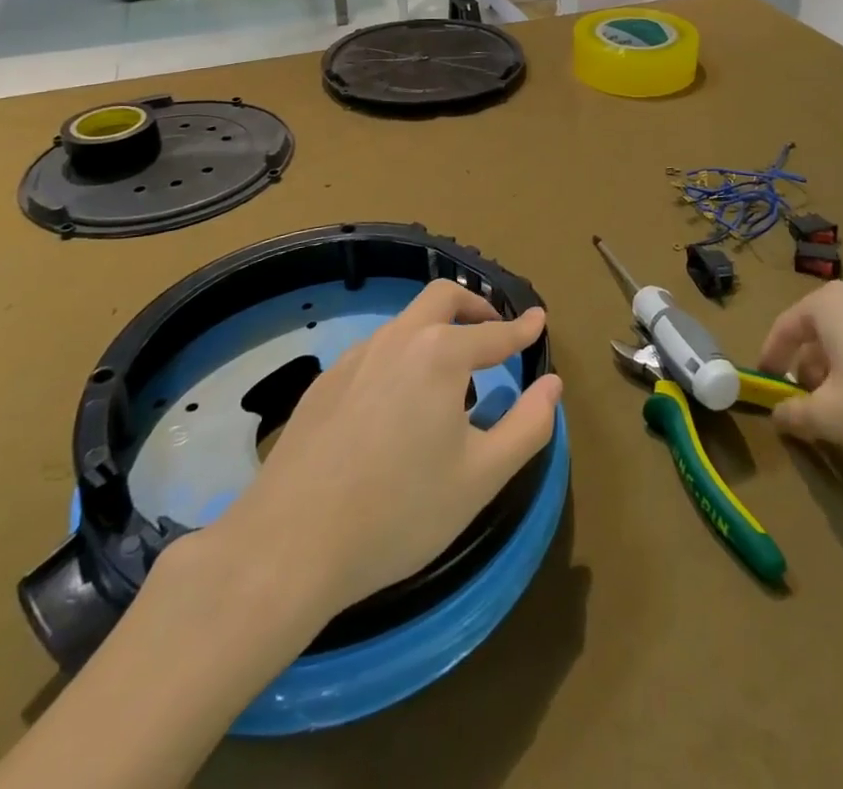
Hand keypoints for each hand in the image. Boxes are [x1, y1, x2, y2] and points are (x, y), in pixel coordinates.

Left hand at [196, 280, 561, 625]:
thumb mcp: (482, 477)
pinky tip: (397, 402)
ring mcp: (355, 357)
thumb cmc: (400, 511)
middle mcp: (398, 340)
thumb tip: (552, 385)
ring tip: (449, 373)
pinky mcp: (324, 383)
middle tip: (493, 329)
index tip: (538, 319)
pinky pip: (375, 351)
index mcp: (441, 354)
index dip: (522, 328)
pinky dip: (402, 356)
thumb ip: (527, 425)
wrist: (289, 545)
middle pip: (442, 298)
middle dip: (475, 306)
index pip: (494, 333)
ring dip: (436, 330)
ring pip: (405, 323)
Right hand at [758, 281, 842, 461]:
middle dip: (808, 365)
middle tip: (807, 401)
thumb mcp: (830, 417)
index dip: (770, 356)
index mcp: (830, 304)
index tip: (766, 381)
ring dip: (839, 369)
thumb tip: (779, 414)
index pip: (785, 326)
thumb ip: (795, 414)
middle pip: (820, 330)